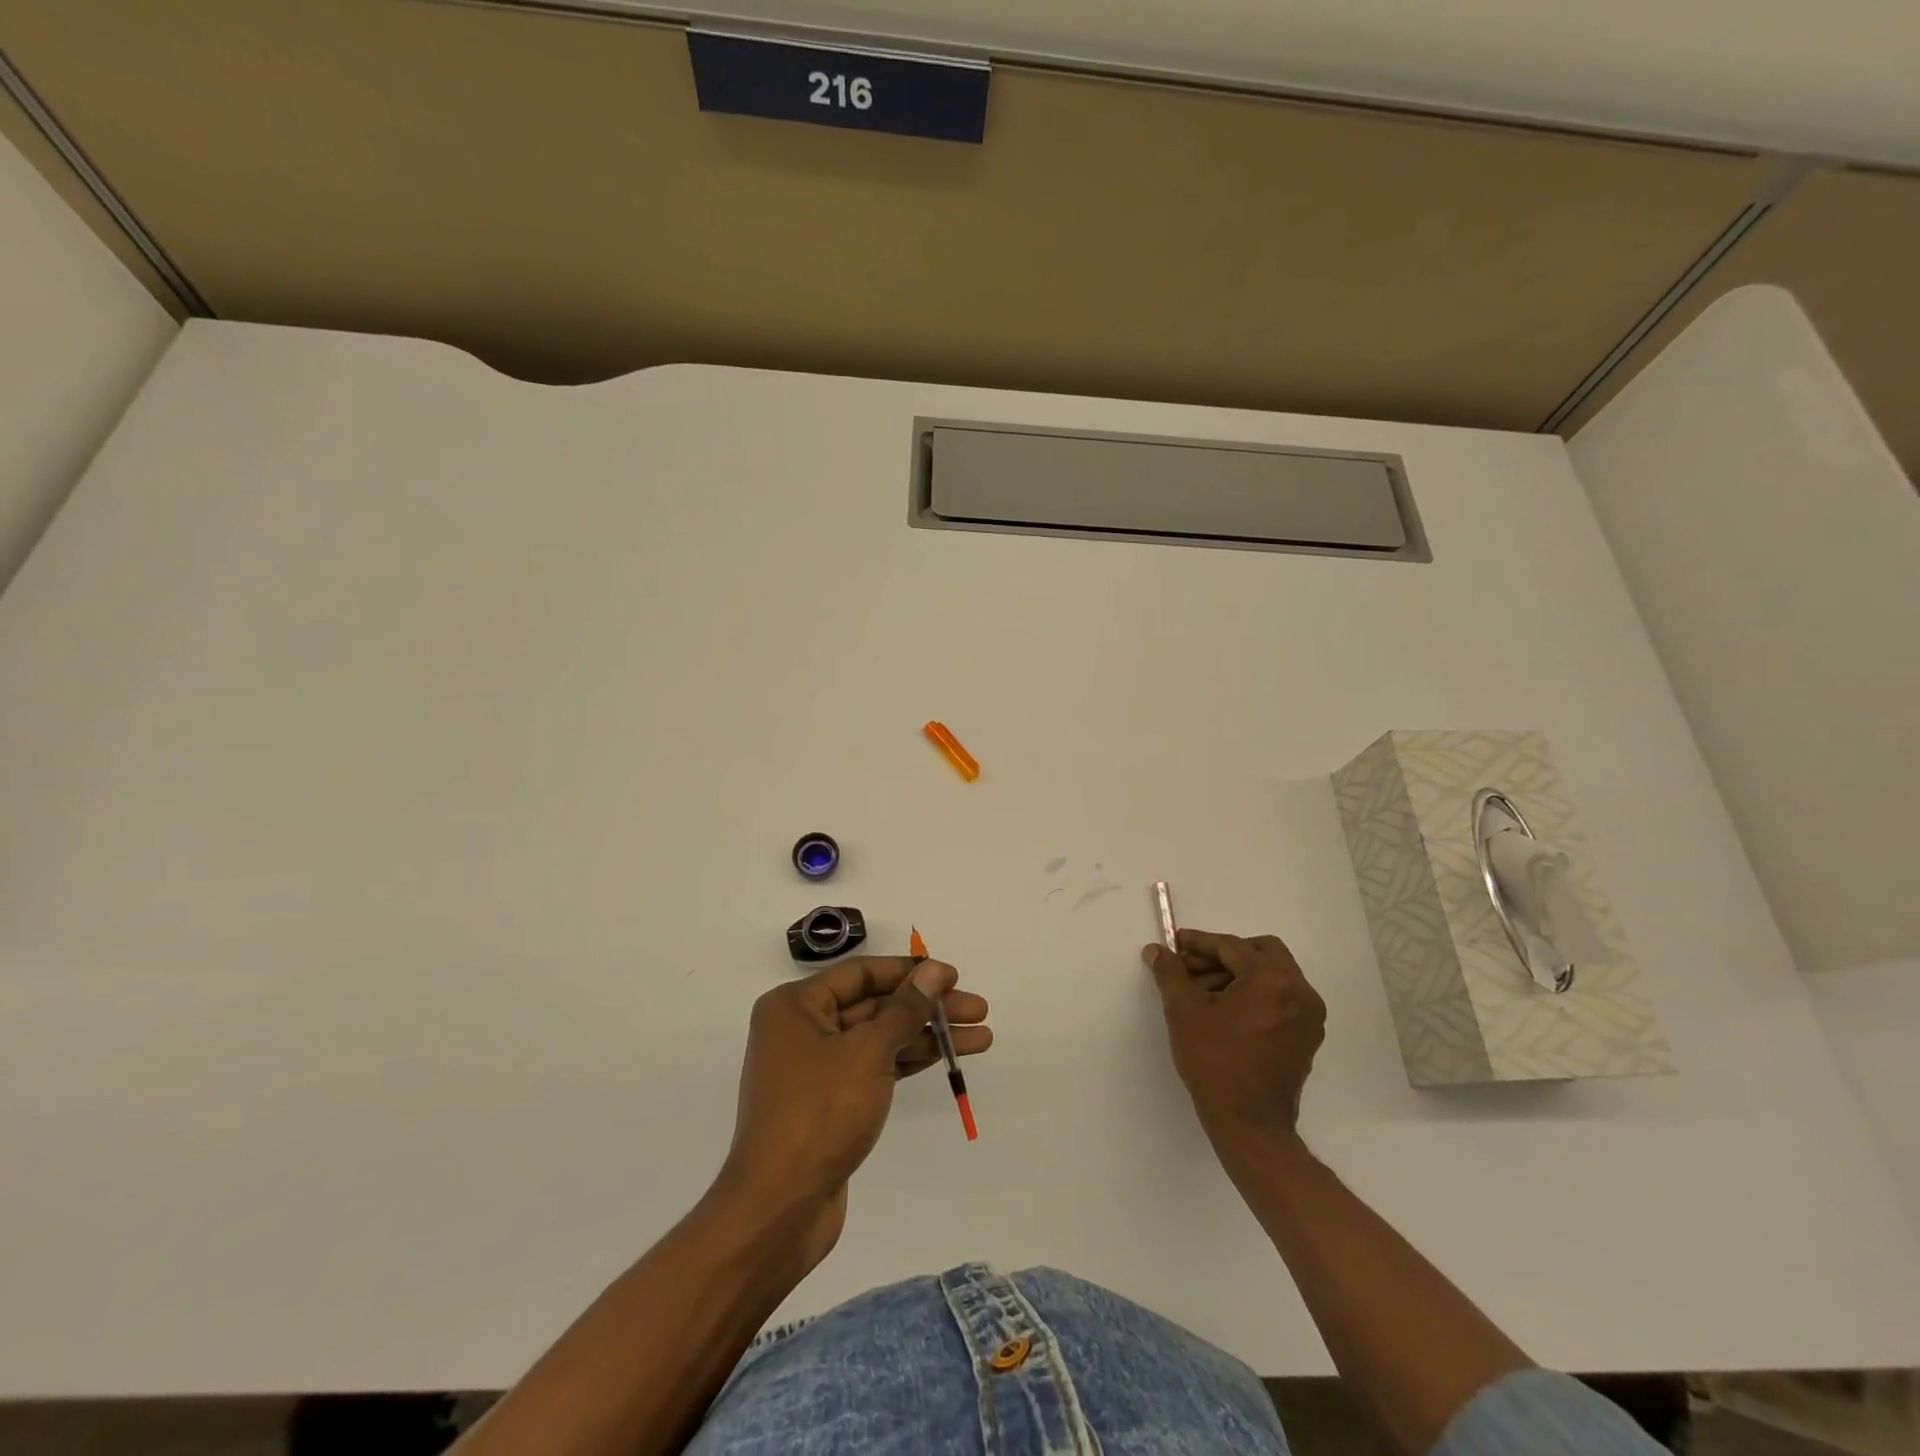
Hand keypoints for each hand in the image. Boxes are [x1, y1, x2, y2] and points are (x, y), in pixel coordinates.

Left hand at [717, 956, 990, 1267]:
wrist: (778, 1209)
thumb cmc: (819, 1113)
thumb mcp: (868, 1052)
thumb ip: (906, 1009)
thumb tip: (935, 970)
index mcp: (796, 1006)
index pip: (862, 973)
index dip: (910, 972)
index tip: (954, 976)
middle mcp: (802, 1028)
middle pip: (875, 1005)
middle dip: (927, 1007)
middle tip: (978, 1009)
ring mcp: (816, 1067)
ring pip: (880, 1038)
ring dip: (927, 1035)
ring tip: (980, 1036)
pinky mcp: (830, 1102)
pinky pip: (876, 1066)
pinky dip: (909, 1060)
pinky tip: (946, 1056)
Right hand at [1143, 929, 1325, 1142]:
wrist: (1249, 1125)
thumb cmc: (1215, 1062)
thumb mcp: (1184, 1011)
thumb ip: (1170, 973)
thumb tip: (1157, 950)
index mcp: (1273, 980)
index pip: (1232, 947)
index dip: (1199, 943)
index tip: (1174, 943)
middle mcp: (1300, 991)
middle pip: (1261, 952)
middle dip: (1224, 954)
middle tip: (1193, 967)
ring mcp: (1308, 1015)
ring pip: (1272, 975)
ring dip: (1238, 974)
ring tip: (1201, 991)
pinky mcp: (1307, 1036)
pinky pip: (1280, 998)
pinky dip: (1255, 994)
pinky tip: (1225, 1010)